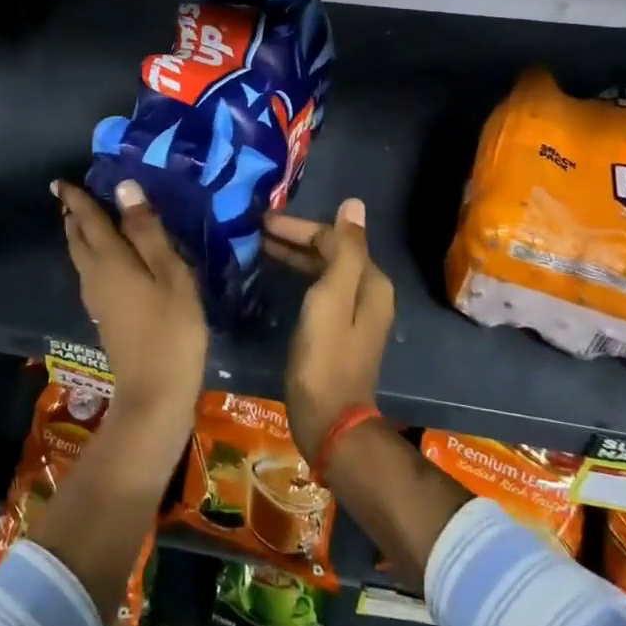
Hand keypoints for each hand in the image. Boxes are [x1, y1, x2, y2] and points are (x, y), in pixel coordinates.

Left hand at [55, 179, 207, 424]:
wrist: (155, 393)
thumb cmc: (170, 328)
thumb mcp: (169, 273)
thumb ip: (146, 230)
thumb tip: (124, 188)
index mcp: (109, 259)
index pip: (86, 219)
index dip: (76, 198)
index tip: (61, 181)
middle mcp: (94, 275)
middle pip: (77, 238)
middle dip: (74, 216)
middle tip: (73, 197)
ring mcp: (96, 299)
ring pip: (81, 257)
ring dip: (81, 235)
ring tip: (88, 220)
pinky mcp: (104, 316)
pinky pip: (91, 272)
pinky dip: (93, 255)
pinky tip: (109, 259)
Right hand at [265, 198, 394, 459]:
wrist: (329, 420)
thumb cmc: (325, 357)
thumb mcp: (332, 297)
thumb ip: (344, 250)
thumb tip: (354, 204)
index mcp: (370, 281)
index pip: (335, 237)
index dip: (298, 226)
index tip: (262, 221)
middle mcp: (368, 291)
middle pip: (330, 250)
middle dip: (294, 237)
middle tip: (255, 229)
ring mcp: (354, 311)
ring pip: (322, 268)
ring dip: (293, 254)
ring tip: (258, 245)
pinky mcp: (338, 328)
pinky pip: (318, 287)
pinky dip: (297, 274)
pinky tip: (275, 273)